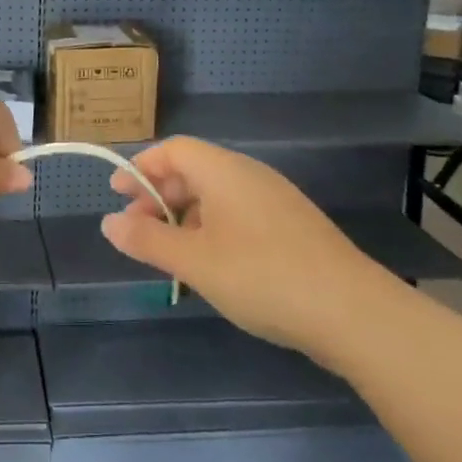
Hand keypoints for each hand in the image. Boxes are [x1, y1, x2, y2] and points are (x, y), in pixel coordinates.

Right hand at [102, 137, 379, 353]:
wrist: (353, 312)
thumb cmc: (262, 276)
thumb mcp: (194, 261)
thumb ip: (147, 239)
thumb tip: (108, 222)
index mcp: (224, 171)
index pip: (173, 149)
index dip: (141, 166)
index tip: (117, 193)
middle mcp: (250, 175)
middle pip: (194, 170)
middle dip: (159, 194)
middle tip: (136, 228)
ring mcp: (275, 201)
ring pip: (217, 196)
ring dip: (184, 216)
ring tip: (168, 252)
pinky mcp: (292, 227)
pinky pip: (238, 214)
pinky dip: (212, 229)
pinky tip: (210, 265)